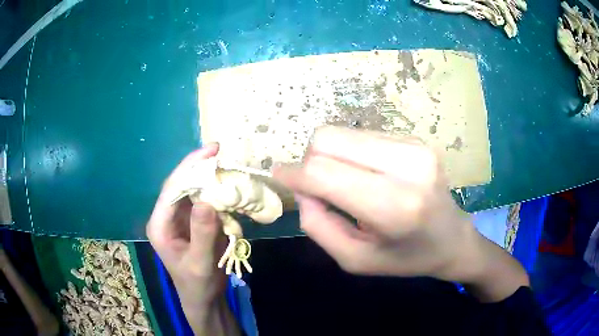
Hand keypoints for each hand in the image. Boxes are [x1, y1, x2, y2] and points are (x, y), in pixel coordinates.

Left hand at [147, 143, 238, 334]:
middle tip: (219, 150)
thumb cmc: (198, 284)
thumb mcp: (200, 263)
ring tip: (225, 161)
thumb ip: (202, 234)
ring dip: (207, 175)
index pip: (171, 190)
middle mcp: (166, 216)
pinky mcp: (192, 220)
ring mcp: (179, 217)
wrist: (204, 297)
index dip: (188, 169)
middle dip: (197, 166)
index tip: (210, 152)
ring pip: (191, 189)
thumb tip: (206, 200)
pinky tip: (226, 182)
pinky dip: (214, 189)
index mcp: (160, 225)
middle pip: (179, 184)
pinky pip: (202, 199)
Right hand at [274, 127, 527, 300]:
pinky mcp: (415, 138)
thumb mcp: (354, 259)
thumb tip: (301, 188)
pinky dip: (352, 154)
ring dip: (332, 157)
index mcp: (395, 206)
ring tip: (348, 184)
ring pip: (342, 132)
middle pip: (328, 139)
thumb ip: (317, 224)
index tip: (280, 179)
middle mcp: (408, 166)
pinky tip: (368, 175)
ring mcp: (414, 146)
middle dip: (310, 161)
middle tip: (320, 188)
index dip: (293, 174)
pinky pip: (361, 135)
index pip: (324, 172)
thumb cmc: (405, 257)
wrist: (452, 238)